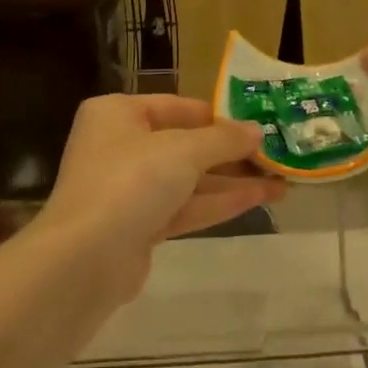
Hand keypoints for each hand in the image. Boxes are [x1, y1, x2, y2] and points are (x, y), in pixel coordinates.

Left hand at [36, 95, 285, 287]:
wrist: (85, 260)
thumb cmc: (131, 182)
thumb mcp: (183, 150)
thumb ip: (224, 139)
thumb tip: (258, 131)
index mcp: (118, 114)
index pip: (177, 107)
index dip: (219, 116)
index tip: (258, 124)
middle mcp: (120, 146)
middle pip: (185, 145)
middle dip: (231, 153)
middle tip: (276, 154)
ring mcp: (128, 189)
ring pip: (188, 180)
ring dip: (233, 180)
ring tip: (282, 181)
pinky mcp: (139, 227)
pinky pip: (185, 206)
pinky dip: (219, 203)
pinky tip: (260, 199)